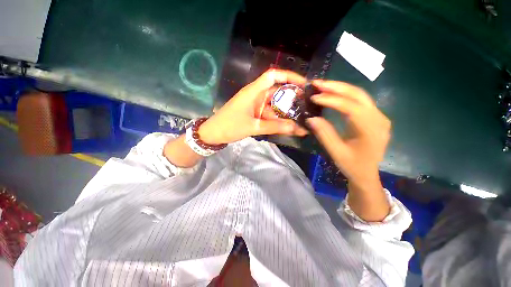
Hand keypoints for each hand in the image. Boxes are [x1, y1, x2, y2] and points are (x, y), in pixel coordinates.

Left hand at [198, 69, 308, 144]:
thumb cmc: (230, 126)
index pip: (273, 76)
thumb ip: (274, 127)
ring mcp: (255, 105)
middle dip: (291, 99)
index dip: (288, 76)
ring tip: (300, 119)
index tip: (303, 84)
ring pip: (273, 106)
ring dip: (284, 113)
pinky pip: (268, 114)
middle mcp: (255, 95)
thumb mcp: (253, 126)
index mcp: (253, 91)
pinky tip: (287, 126)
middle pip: (276, 92)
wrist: (213, 134)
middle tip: (306, 106)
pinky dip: (276, 120)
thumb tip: (296, 128)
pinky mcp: (254, 113)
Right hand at [306, 80, 390, 188]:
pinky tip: (333, 93)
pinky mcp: (374, 117)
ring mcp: (378, 116)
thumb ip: (324, 134)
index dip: (331, 100)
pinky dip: (344, 95)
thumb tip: (310, 118)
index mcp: (371, 130)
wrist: (367, 174)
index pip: (351, 107)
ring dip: (340, 88)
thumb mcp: (336, 152)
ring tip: (322, 85)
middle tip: (317, 83)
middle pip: (358, 95)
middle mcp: (379, 119)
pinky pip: (359, 101)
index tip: (314, 97)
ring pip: (359, 95)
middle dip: (336, 87)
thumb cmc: (352, 165)